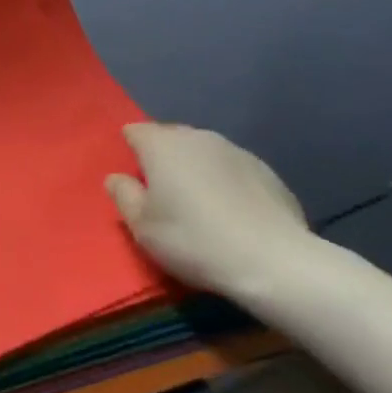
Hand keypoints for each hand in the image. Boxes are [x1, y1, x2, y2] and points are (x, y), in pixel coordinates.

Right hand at [105, 122, 313, 299]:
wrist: (274, 261)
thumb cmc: (195, 240)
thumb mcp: (143, 228)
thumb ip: (123, 196)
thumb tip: (117, 178)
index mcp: (161, 144)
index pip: (135, 132)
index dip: (131, 152)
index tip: (136, 182)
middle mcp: (196, 136)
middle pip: (170, 139)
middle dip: (164, 160)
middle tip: (166, 198)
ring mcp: (234, 149)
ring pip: (203, 153)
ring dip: (197, 170)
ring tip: (203, 207)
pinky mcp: (265, 169)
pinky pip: (233, 170)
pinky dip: (227, 184)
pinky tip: (235, 215)